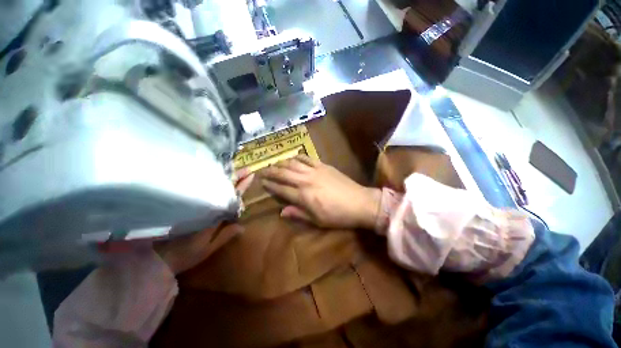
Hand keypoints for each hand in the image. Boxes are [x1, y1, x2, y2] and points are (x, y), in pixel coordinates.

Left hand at [154, 169, 254, 273]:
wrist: (155, 257)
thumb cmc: (183, 255)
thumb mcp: (207, 249)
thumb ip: (224, 236)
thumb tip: (242, 226)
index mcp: (213, 215)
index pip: (232, 197)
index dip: (242, 186)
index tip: (251, 175)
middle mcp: (205, 205)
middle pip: (223, 187)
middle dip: (236, 177)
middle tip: (247, 168)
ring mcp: (195, 203)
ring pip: (212, 186)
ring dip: (225, 177)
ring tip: (234, 168)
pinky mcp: (186, 205)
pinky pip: (202, 189)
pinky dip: (211, 182)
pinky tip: (215, 176)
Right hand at [261, 155, 380, 229]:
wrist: (360, 202)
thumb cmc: (338, 215)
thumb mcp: (317, 221)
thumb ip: (298, 214)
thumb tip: (282, 211)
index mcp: (303, 196)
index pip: (281, 189)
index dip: (270, 186)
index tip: (262, 183)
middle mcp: (305, 181)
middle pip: (283, 173)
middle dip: (271, 171)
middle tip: (262, 170)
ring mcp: (315, 171)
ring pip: (293, 163)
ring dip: (282, 163)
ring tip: (275, 164)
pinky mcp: (323, 165)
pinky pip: (307, 158)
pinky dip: (298, 157)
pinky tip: (293, 157)